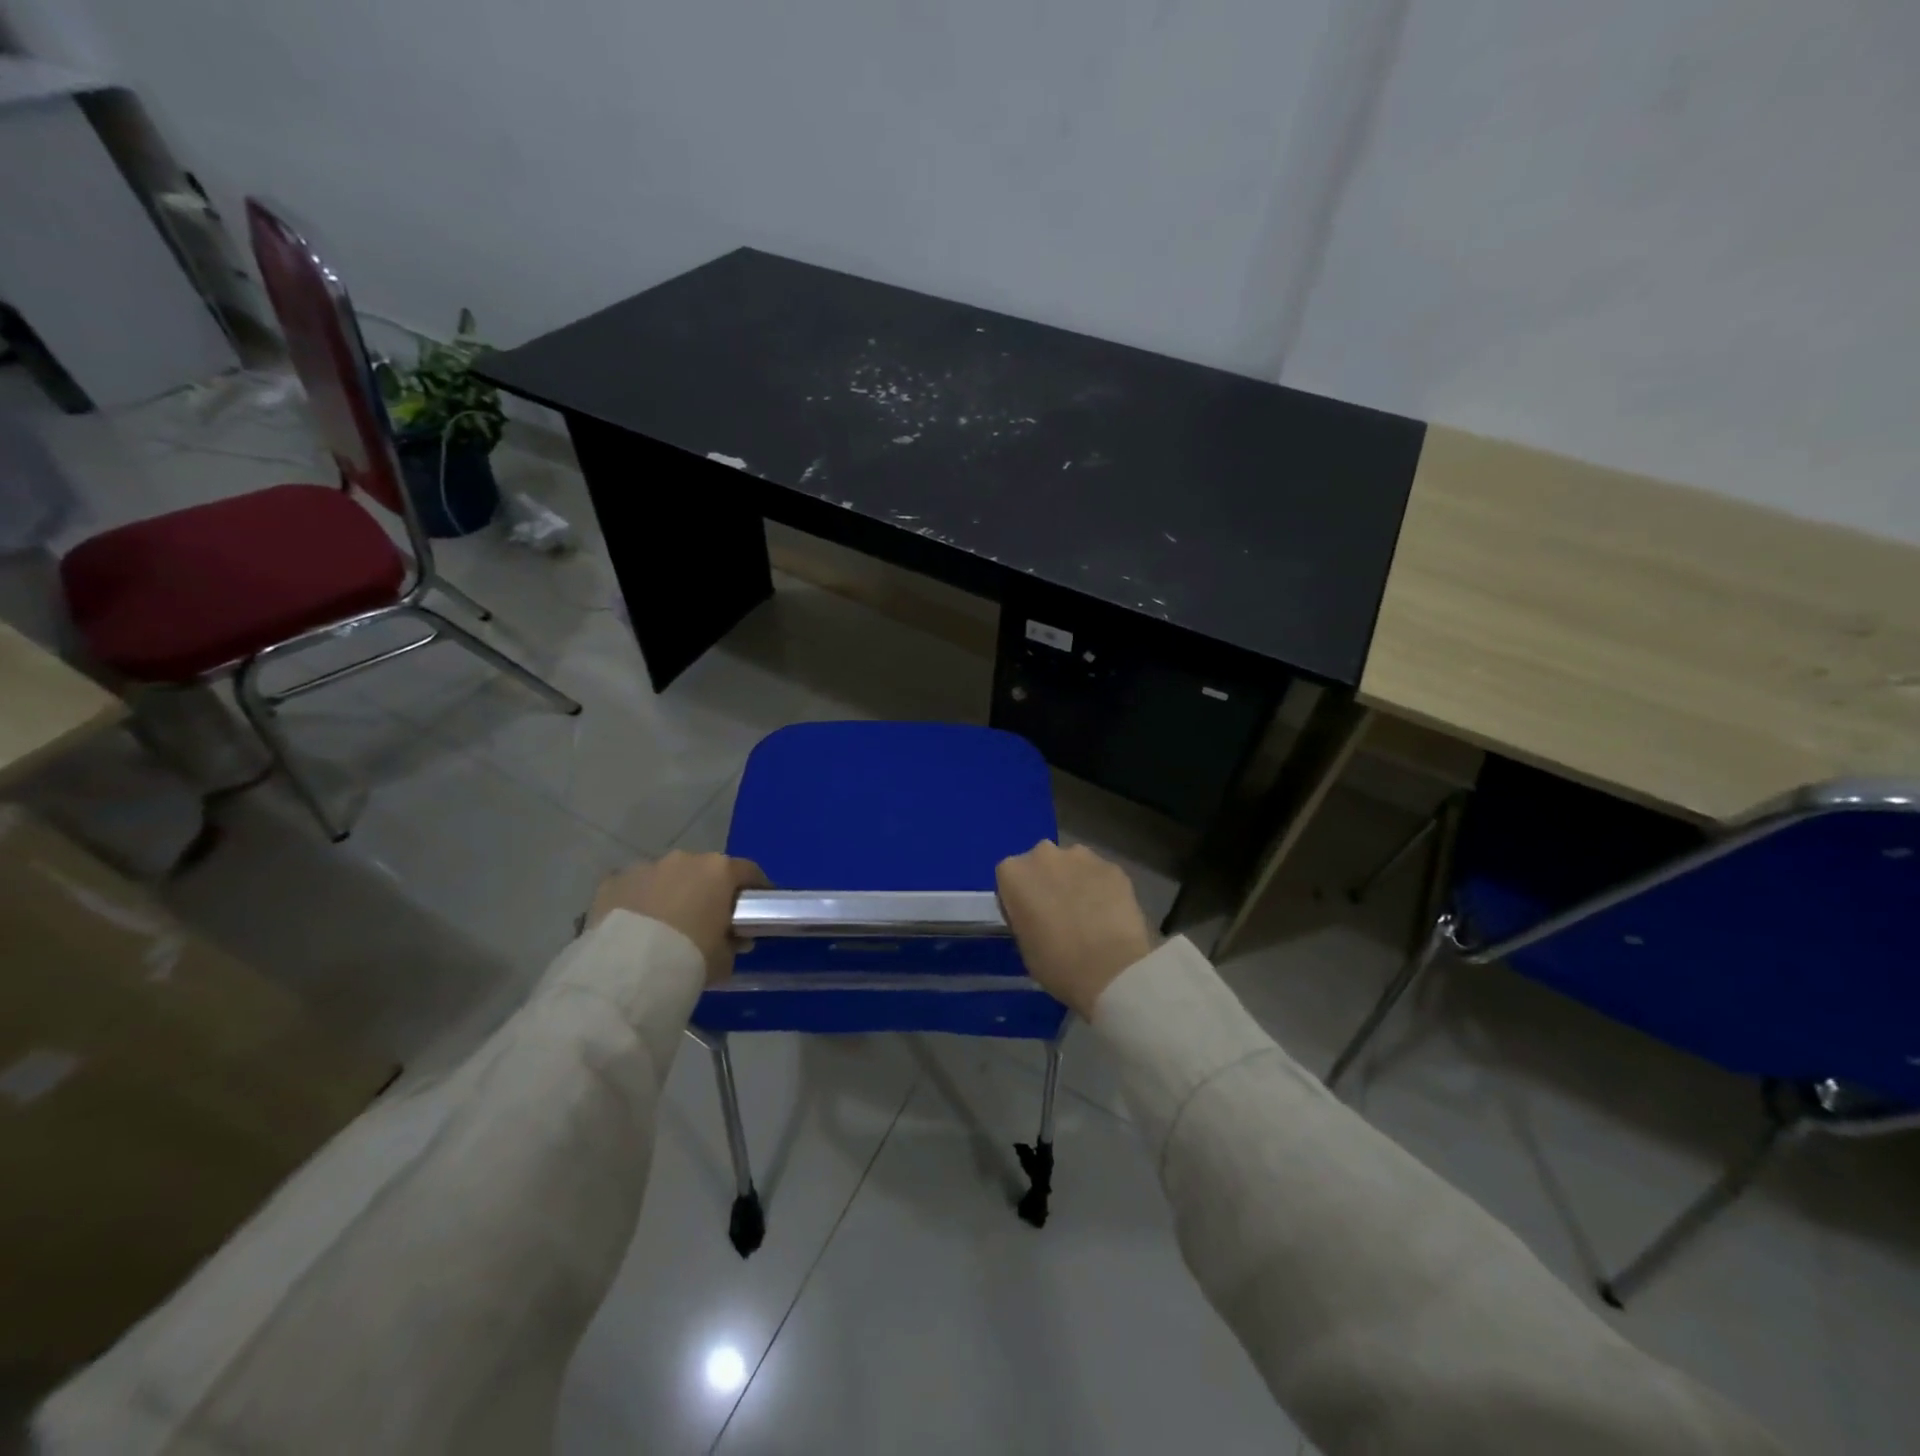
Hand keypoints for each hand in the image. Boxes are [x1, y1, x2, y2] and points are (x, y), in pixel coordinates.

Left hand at [590, 851, 767, 984]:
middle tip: (706, 917)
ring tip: (664, 925)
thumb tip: (734, 940)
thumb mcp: (724, 959)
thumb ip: (733, 944)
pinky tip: (633, 926)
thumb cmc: (690, 958)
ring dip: (669, 893)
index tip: (757, 904)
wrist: (629, 971)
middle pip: (704, 870)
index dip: (755, 887)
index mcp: (719, 871)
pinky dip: (637, 901)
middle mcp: (684, 860)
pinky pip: (632, 888)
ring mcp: (645, 867)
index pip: (748, 871)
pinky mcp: (612, 881)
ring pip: (665, 877)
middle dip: (706, 889)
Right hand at [996, 841, 1154, 1017]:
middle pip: (1042, 863)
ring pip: (1073, 864)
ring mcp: (1082, 857)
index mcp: (1013, 873)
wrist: (1110, 969)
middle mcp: (1044, 855)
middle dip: (1048, 881)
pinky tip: (1109, 914)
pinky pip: (1100, 874)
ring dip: (1076, 881)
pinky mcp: (1113, 866)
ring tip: (1088, 913)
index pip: (1010, 878)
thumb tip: (1036, 915)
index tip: (1031, 918)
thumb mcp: (1023, 944)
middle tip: (1060, 913)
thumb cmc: (1056, 963)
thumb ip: (1024, 916)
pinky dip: (1102, 888)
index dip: (1021, 898)